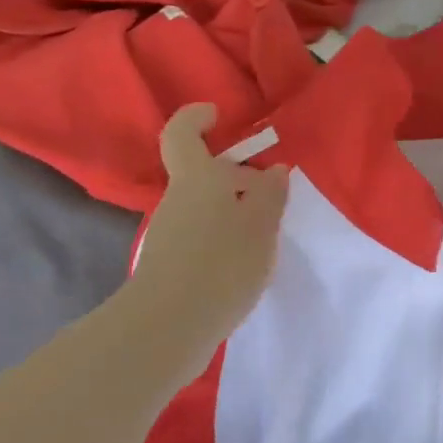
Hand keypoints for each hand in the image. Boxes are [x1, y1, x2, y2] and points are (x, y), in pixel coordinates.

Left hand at [129, 103, 289, 362]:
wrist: (169, 327)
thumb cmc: (221, 264)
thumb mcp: (260, 227)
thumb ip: (270, 196)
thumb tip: (274, 171)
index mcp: (196, 179)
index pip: (182, 133)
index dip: (196, 118)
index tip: (218, 116)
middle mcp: (176, 201)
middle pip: (202, 176)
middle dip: (235, 179)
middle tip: (270, 196)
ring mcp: (168, 235)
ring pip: (203, 209)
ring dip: (232, 214)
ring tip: (264, 239)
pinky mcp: (168, 266)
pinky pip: (199, 238)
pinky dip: (222, 240)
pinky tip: (244, 266)